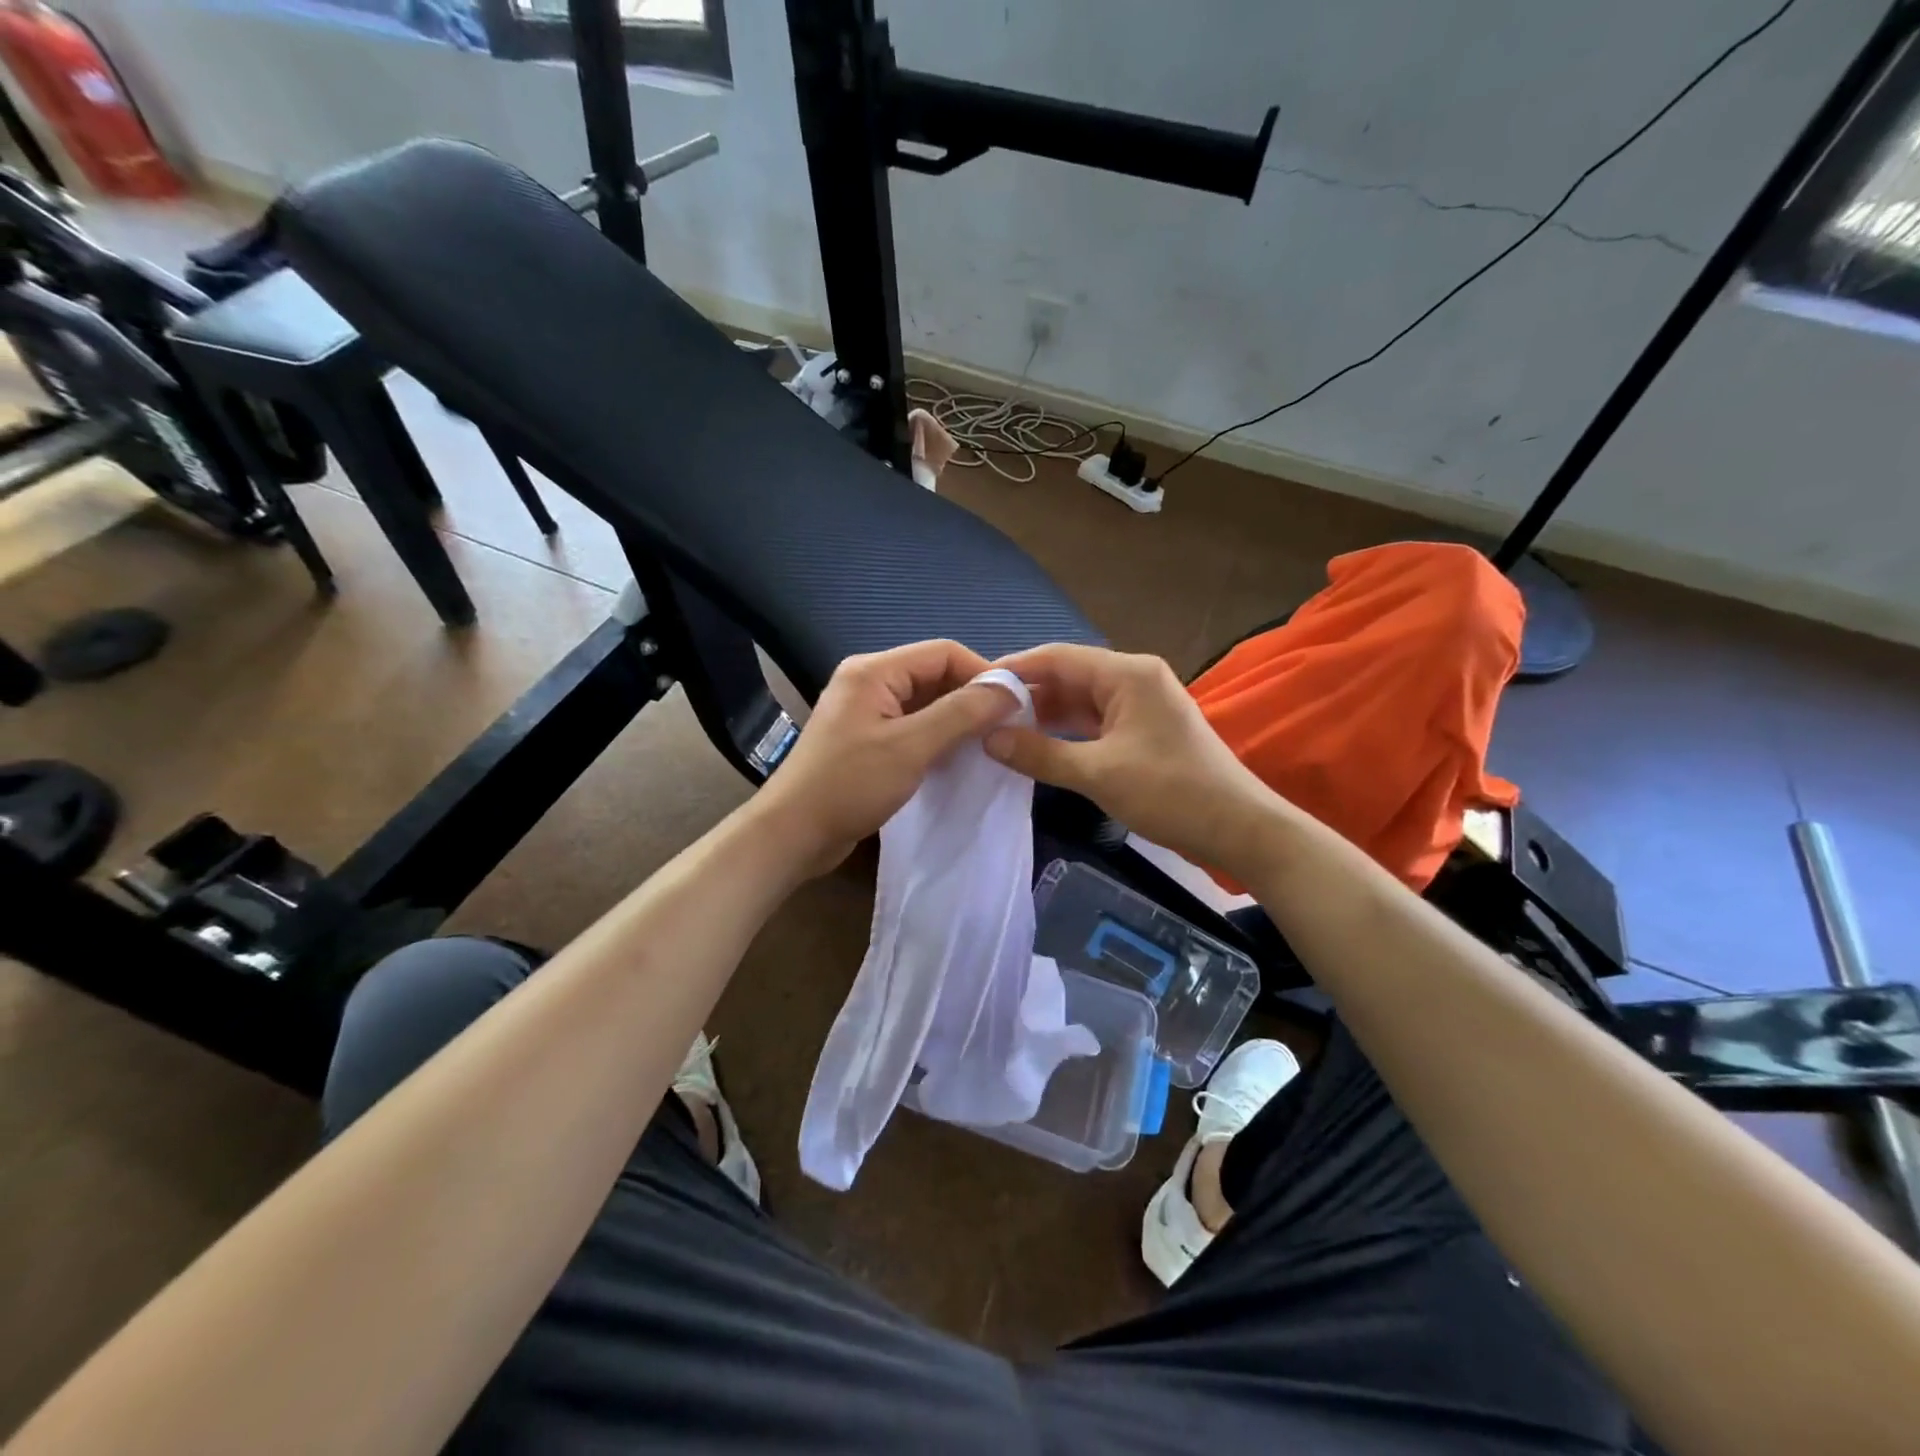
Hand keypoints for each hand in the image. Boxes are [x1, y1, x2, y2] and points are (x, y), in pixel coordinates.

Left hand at [752, 640, 1019, 875]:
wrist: (793, 834)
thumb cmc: (849, 785)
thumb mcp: (911, 746)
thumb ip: (961, 714)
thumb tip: (1010, 689)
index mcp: (874, 671)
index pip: (943, 652)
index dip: (983, 673)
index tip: (1016, 703)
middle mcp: (869, 682)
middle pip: (934, 675)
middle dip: (971, 697)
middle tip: (1007, 726)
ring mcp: (866, 712)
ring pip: (925, 703)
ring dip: (956, 719)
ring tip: (990, 742)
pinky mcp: (867, 740)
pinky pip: (912, 726)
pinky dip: (938, 737)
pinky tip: (959, 758)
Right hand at [984, 643, 1281, 877]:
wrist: (1239, 829)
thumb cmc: (1171, 793)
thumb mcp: (1099, 773)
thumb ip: (1040, 754)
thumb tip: (988, 739)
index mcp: (1127, 673)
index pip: (1057, 657)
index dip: (1013, 669)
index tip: (972, 686)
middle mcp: (1133, 678)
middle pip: (1067, 676)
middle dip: (1025, 693)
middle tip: (978, 713)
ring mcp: (1139, 705)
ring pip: (1079, 701)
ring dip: (1043, 715)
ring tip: (997, 729)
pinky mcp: (1141, 730)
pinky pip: (1093, 722)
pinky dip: (1065, 732)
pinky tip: (1034, 744)